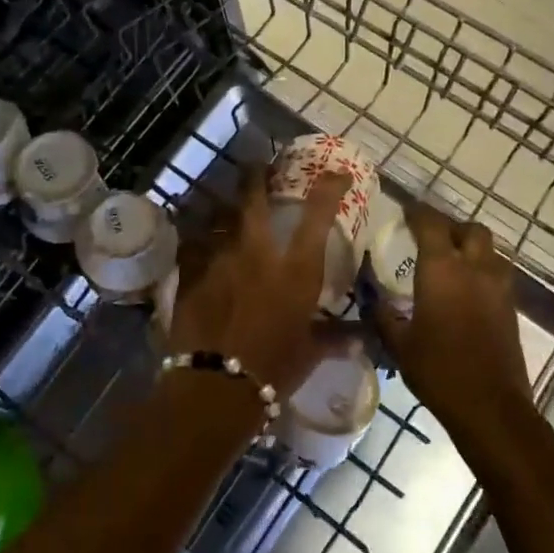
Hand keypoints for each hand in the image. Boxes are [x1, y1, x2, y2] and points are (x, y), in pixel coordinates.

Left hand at [167, 167, 351, 399]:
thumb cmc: (273, 370)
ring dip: (223, 208)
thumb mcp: (310, 353)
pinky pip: (192, 245)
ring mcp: (220, 260)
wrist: (215, 387)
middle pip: (254, 199)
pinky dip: (196, 240)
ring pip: (218, 217)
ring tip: (224, 205)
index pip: (317, 216)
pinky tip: (195, 241)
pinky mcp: (190, 274)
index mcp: (295, 270)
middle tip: (258, 165)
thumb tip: (362, 336)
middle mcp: (257, 253)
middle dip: (256, 176)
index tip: (336, 173)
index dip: (329, 188)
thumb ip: (334, 337)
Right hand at [374, 205, 532, 439]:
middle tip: (432, 237)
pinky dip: (482, 270)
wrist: (491, 407)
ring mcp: (498, 287)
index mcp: (442, 270)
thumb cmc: (438, 370)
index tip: (405, 211)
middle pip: (470, 229)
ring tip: (451, 261)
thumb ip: (382, 316)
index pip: (431, 223)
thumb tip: (369, 299)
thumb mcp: (399, 344)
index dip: (417, 212)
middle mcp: (474, 268)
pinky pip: (498, 274)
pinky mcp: (511, 307)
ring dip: (472, 247)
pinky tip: (467, 290)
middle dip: (451, 227)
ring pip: (490, 250)